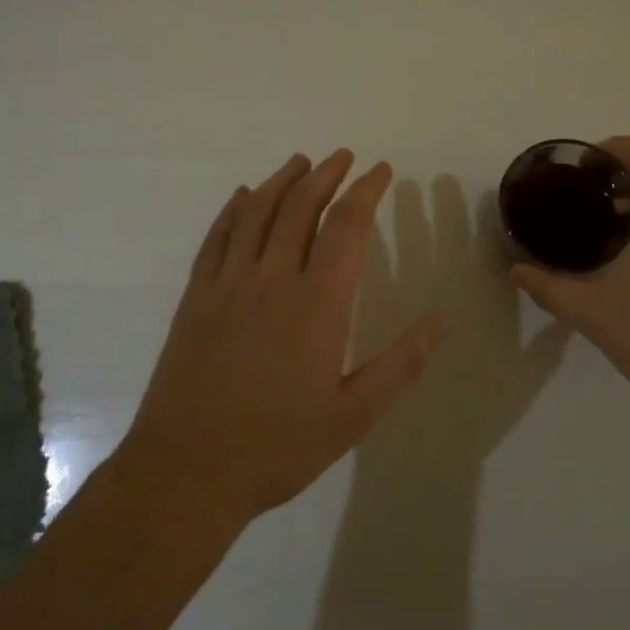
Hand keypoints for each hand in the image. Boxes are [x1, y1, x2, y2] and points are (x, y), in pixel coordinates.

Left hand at [115, 150, 448, 533]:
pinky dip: (233, 210)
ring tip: (301, 162)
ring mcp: (227, 284)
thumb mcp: (353, 415)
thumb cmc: (278, 446)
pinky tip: (242, 197)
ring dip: (282, 181)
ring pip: (257, 213)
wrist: (186, 472)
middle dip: (326, 175)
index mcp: (316, 302)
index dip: (366, 192)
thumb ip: (401, 364)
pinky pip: (217, 238)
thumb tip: (443, 321)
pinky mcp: (196, 298)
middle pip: (300, 207)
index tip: (381, 170)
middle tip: (344, 157)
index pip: (346, 226)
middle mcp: (272, 278)